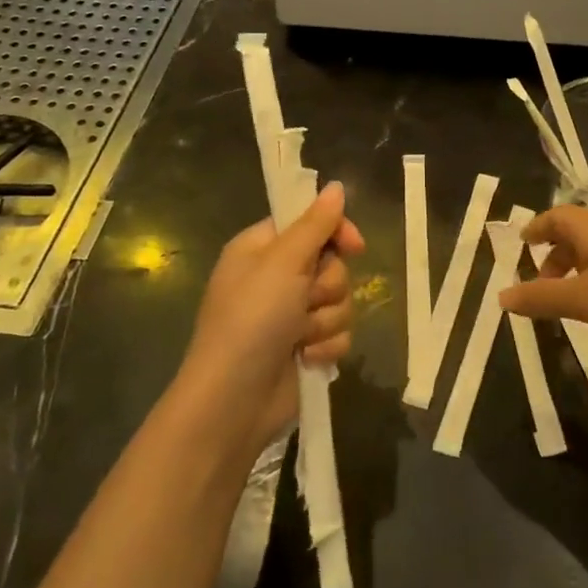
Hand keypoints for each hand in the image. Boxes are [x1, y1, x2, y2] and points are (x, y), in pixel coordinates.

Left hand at [179, 181, 364, 454]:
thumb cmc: (251, 320)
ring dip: (326, 320)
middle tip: (305, 300)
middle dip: (327, 286)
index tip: (354, 246)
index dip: (335, 232)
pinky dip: (326, 346)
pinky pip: (339, 333)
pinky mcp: (305, 347)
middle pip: (332, 264)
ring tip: (300, 337)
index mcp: (262, 248)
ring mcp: (291, 315)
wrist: (233, 401)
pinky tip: (307, 358)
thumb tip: (336, 186)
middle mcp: (277, 277)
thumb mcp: (282, 263)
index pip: (311, 223)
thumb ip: (315, 224)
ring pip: (340, 300)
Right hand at [498, 206, 587, 345]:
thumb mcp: (583, 301)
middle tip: (542, 288)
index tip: (521, 247)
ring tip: (572, 310)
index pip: (555, 216)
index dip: (536, 229)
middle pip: (575, 235)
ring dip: (578, 278)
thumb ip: (541, 299)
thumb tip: (501, 295)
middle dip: (554, 259)